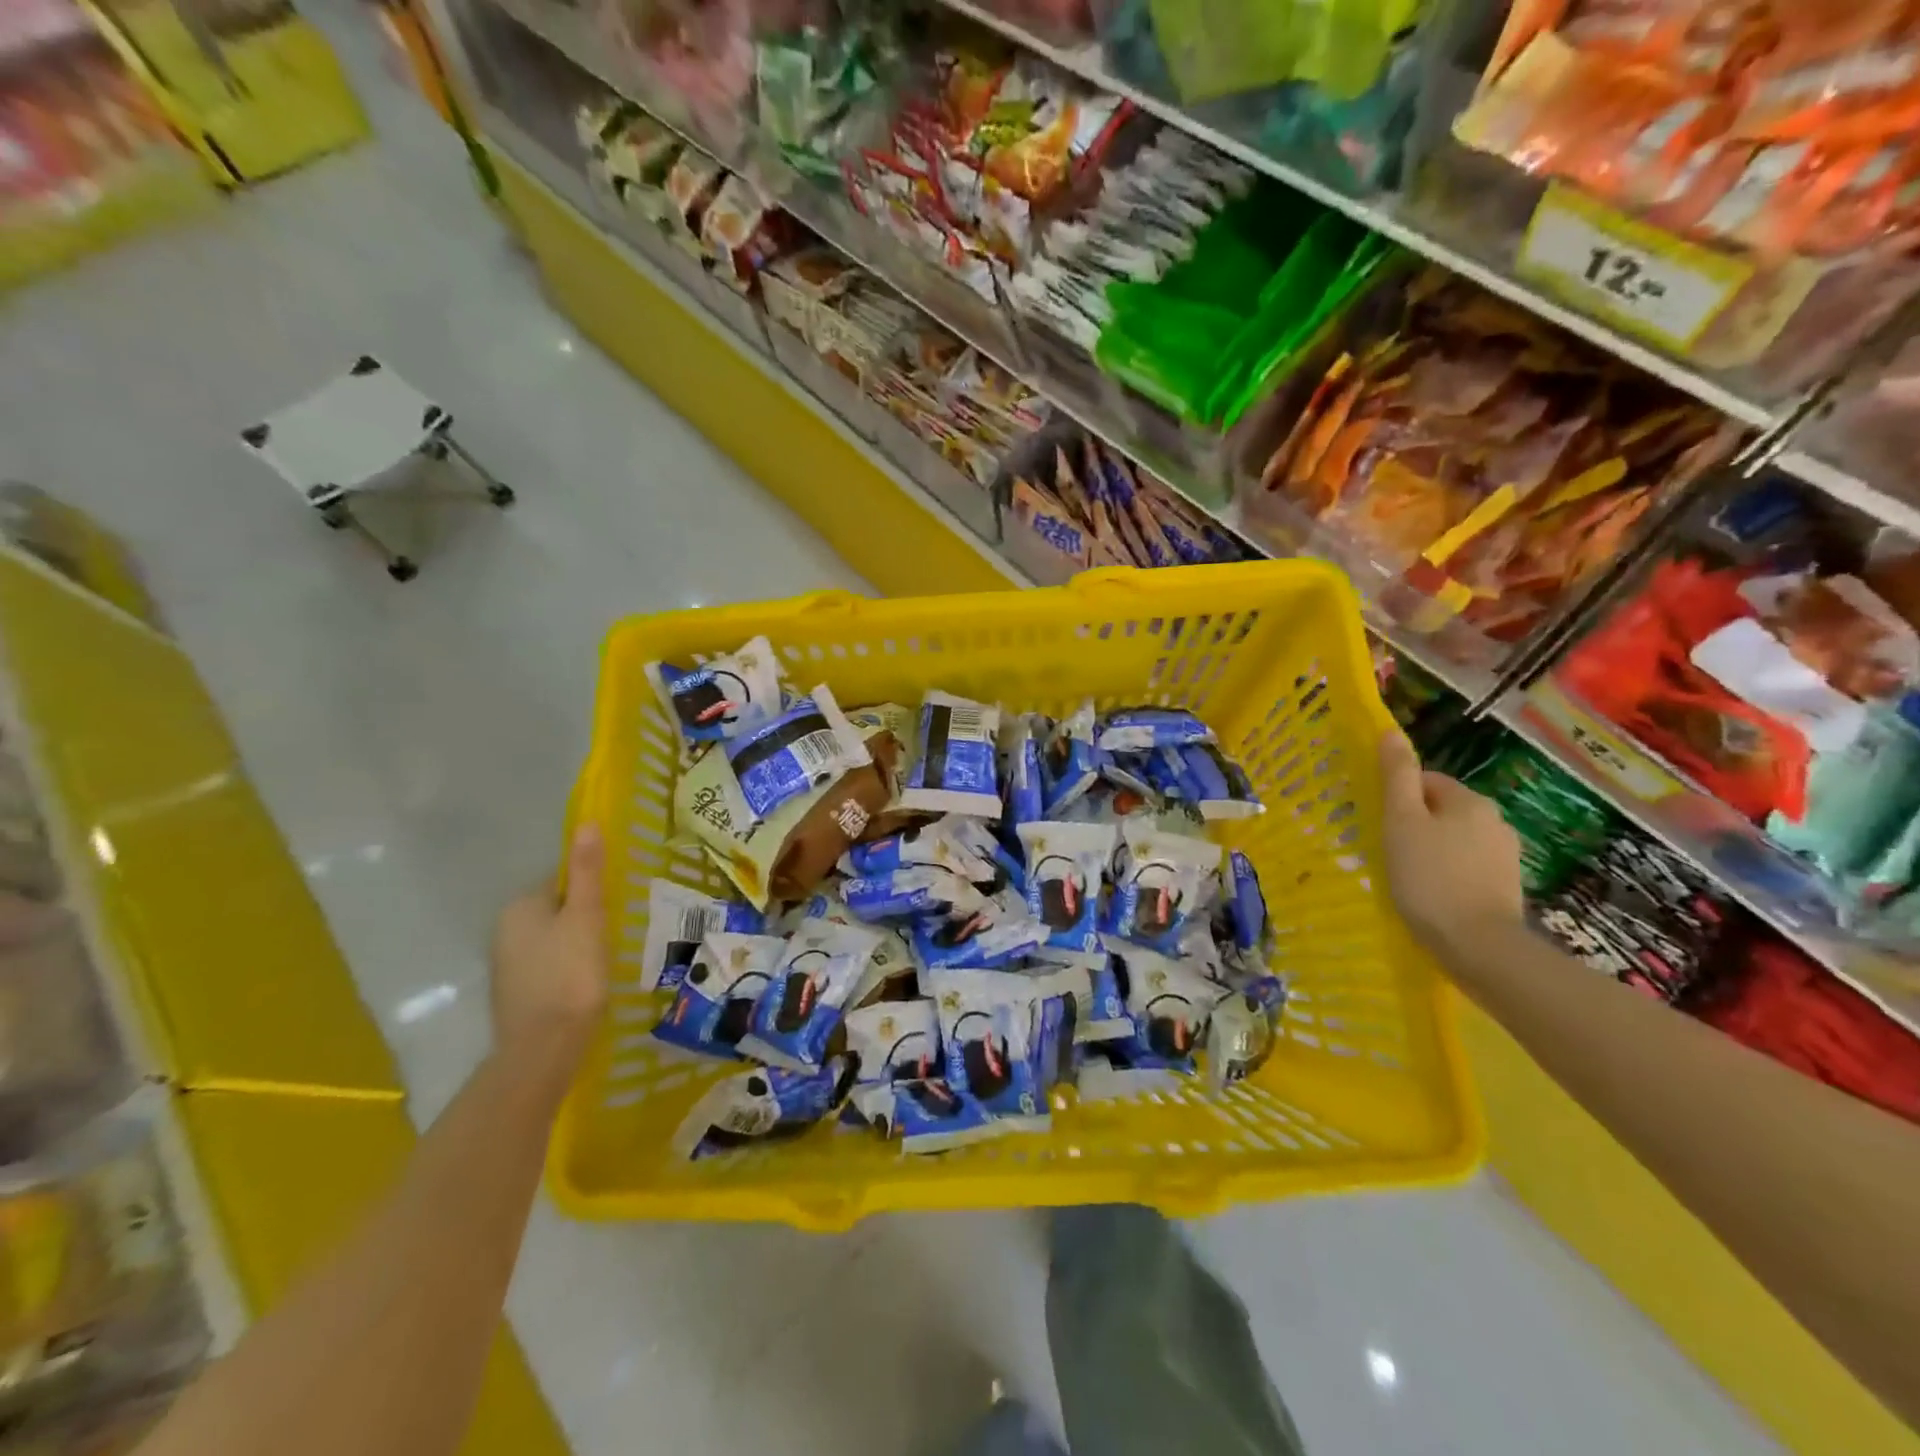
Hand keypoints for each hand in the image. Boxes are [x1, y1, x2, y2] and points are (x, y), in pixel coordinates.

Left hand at [489, 826, 608, 1081]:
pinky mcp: (515, 994)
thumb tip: (586, 823)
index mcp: (520, 907)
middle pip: (556, 909)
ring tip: (608, 956)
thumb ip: (586, 871)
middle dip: (585, 916)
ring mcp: (506, 965)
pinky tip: (588, 982)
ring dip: (577, 942)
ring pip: (552, 939)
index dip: (592, 889)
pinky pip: (548, 965)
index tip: (617, 903)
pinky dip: (568, 967)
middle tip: (618, 930)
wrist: (544, 1050)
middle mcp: (504, 930)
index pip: (560, 880)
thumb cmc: (570, 975)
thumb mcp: (587, 916)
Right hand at [1377, 731, 1523, 956]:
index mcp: (1469, 800)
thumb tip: (1390, 732)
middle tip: (1387, 851)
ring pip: (1453, 838)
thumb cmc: (1429, 877)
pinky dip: (1447, 872)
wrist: (1478, 946)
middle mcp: (1494, 819)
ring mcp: (1505, 854)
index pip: (1424, 781)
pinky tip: (1432, 893)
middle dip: (1414, 824)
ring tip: (1407, 876)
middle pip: (1440, 809)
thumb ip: (1396, 776)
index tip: (1380, 826)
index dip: (1396, 800)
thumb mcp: (1401, 821)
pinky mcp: (1506, 884)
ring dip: (1430, 848)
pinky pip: (1466, 864)